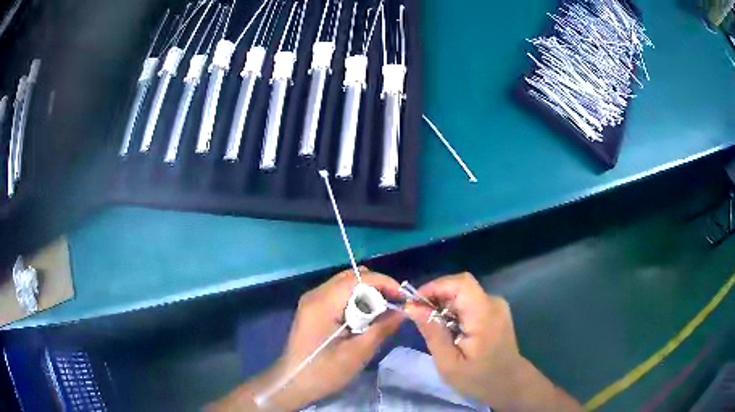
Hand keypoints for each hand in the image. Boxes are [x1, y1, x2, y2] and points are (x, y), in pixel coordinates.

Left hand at [210, 268, 401, 410]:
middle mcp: (315, 295)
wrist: (293, 382)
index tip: (403, 297)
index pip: (358, 279)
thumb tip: (403, 311)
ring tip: (381, 314)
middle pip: (351, 277)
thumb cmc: (324, 371)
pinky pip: (338, 294)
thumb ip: (381, 329)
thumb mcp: (357, 354)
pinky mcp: (312, 308)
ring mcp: (311, 300)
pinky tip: (362, 319)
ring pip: (345, 284)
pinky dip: (355, 301)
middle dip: (376, 287)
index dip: (384, 283)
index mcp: (323, 304)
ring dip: (366, 294)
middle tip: (393, 306)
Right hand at [405, 273, 579, 410]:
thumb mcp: (448, 363)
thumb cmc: (479, 378)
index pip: (460, 283)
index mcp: (484, 315)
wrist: (509, 383)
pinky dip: (454, 310)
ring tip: (432, 326)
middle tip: (418, 317)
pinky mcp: (495, 311)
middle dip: (436, 296)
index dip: (435, 286)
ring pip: (463, 293)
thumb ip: (432, 333)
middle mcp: (493, 303)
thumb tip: (412, 307)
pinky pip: (470, 301)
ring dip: (444, 304)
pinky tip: (448, 329)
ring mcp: (496, 305)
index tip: (414, 302)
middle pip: (460, 286)